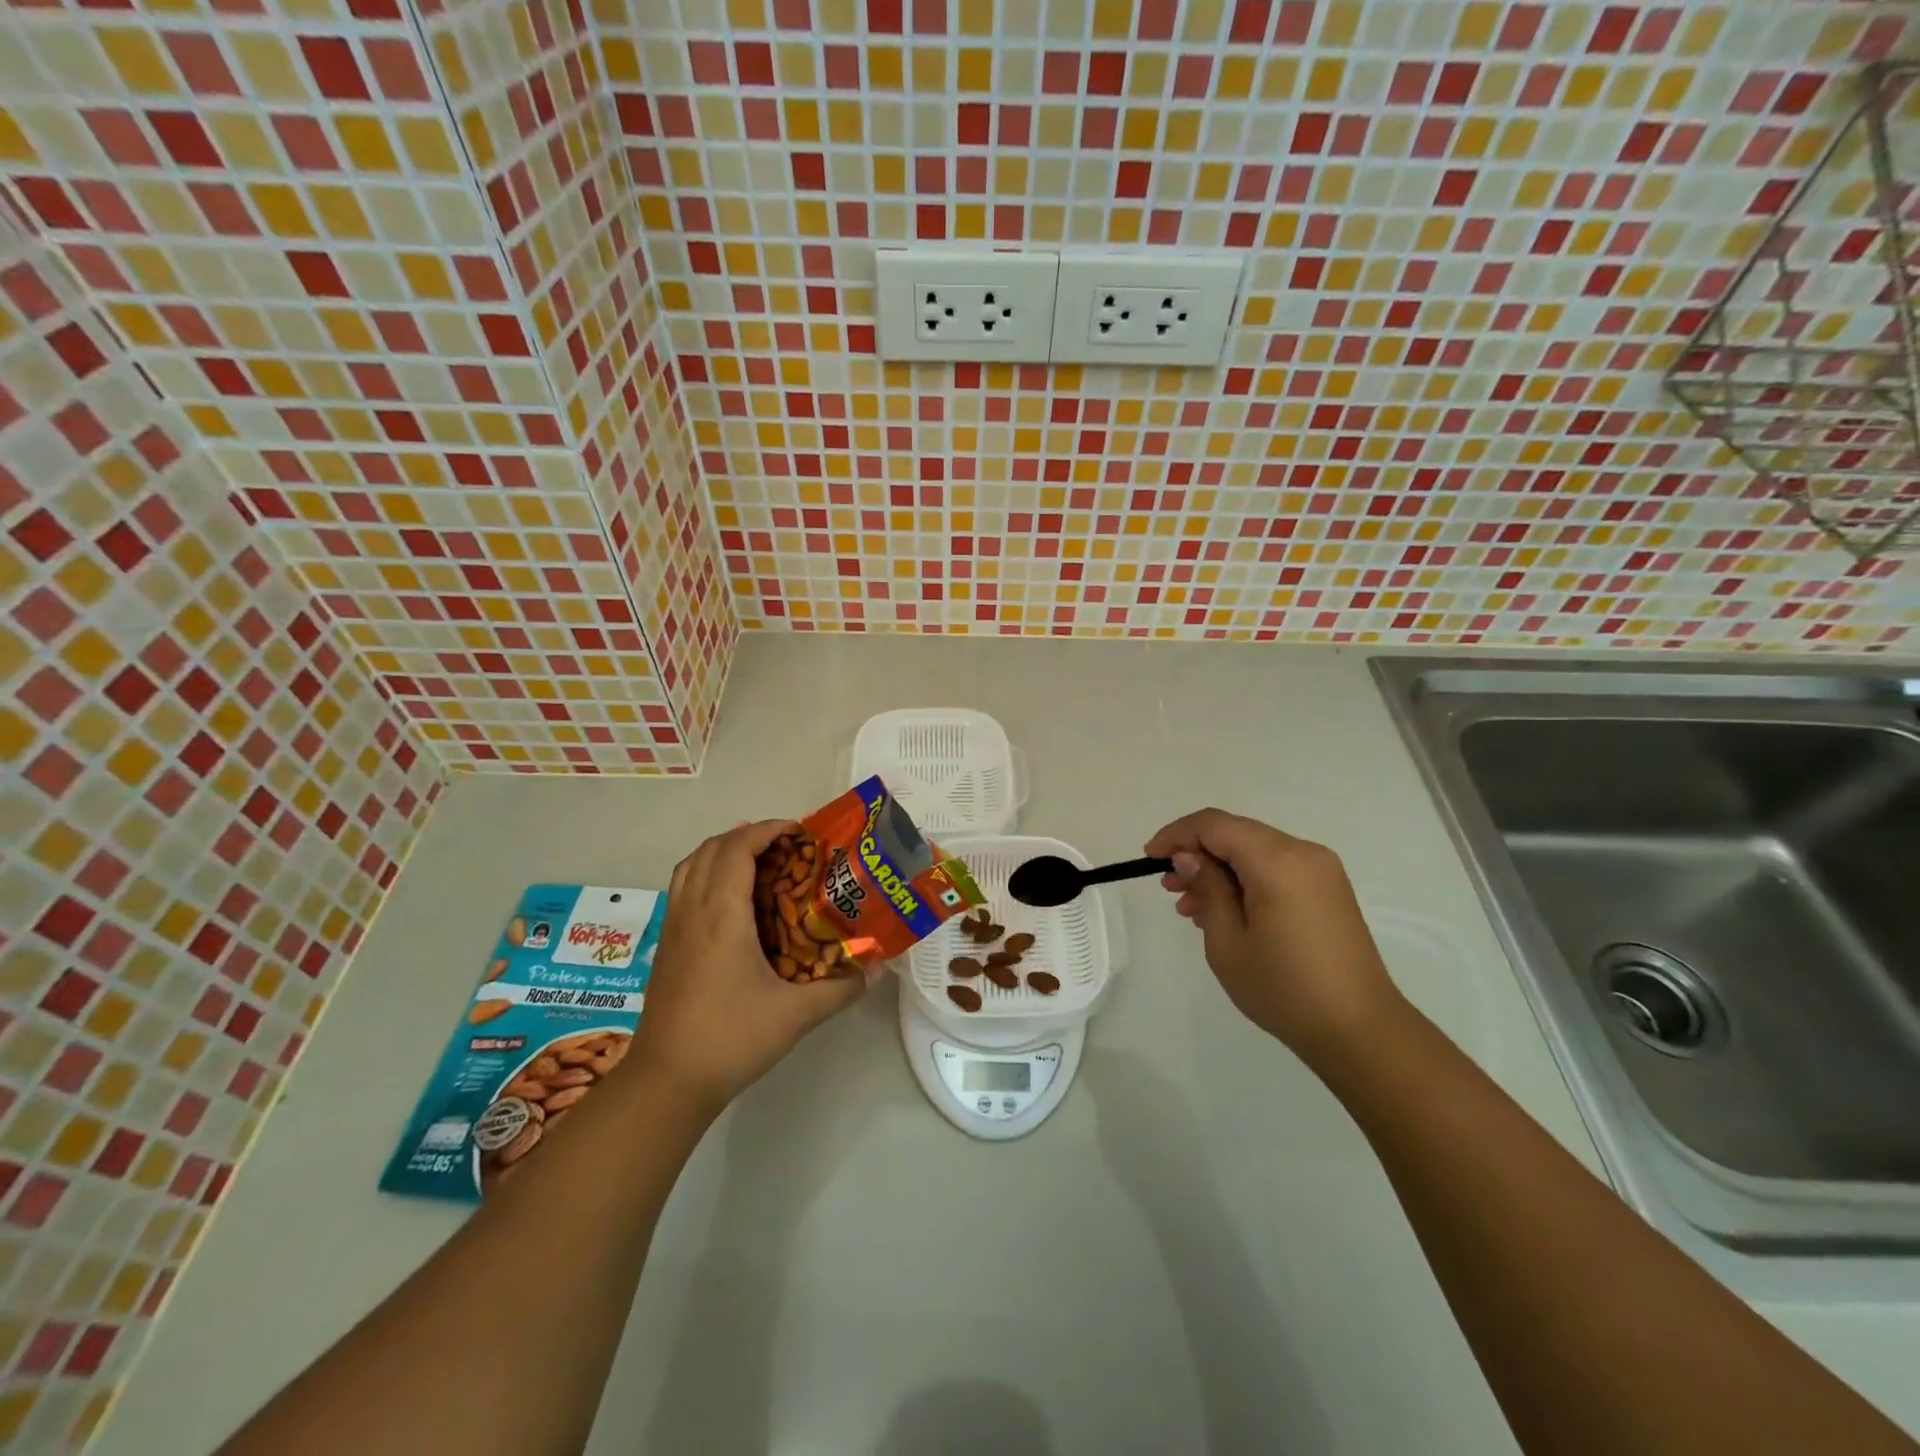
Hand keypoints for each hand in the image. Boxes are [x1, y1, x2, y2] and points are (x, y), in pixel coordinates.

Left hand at [631, 820, 868, 1111]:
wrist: (667, 1082)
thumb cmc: (730, 1039)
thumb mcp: (795, 1015)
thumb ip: (839, 989)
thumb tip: (874, 969)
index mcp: (722, 916)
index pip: (737, 848)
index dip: (767, 830)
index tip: (799, 833)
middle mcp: (693, 911)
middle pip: (711, 848)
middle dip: (748, 835)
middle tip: (786, 847)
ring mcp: (674, 928)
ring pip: (691, 865)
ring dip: (723, 851)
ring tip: (758, 862)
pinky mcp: (667, 946)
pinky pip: (683, 888)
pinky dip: (707, 873)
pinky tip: (732, 902)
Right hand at [1146, 809, 1405, 1067]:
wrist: (1359, 1030)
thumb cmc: (1284, 988)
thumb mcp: (1228, 941)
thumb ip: (1207, 888)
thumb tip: (1189, 857)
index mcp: (1277, 860)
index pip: (1215, 825)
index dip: (1177, 835)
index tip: (1149, 858)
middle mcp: (1302, 853)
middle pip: (1236, 833)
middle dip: (1196, 853)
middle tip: (1168, 887)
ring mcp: (1320, 870)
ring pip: (1254, 851)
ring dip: (1219, 869)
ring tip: (1191, 907)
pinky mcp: (1327, 890)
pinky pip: (1275, 869)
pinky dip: (1244, 880)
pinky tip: (1225, 913)